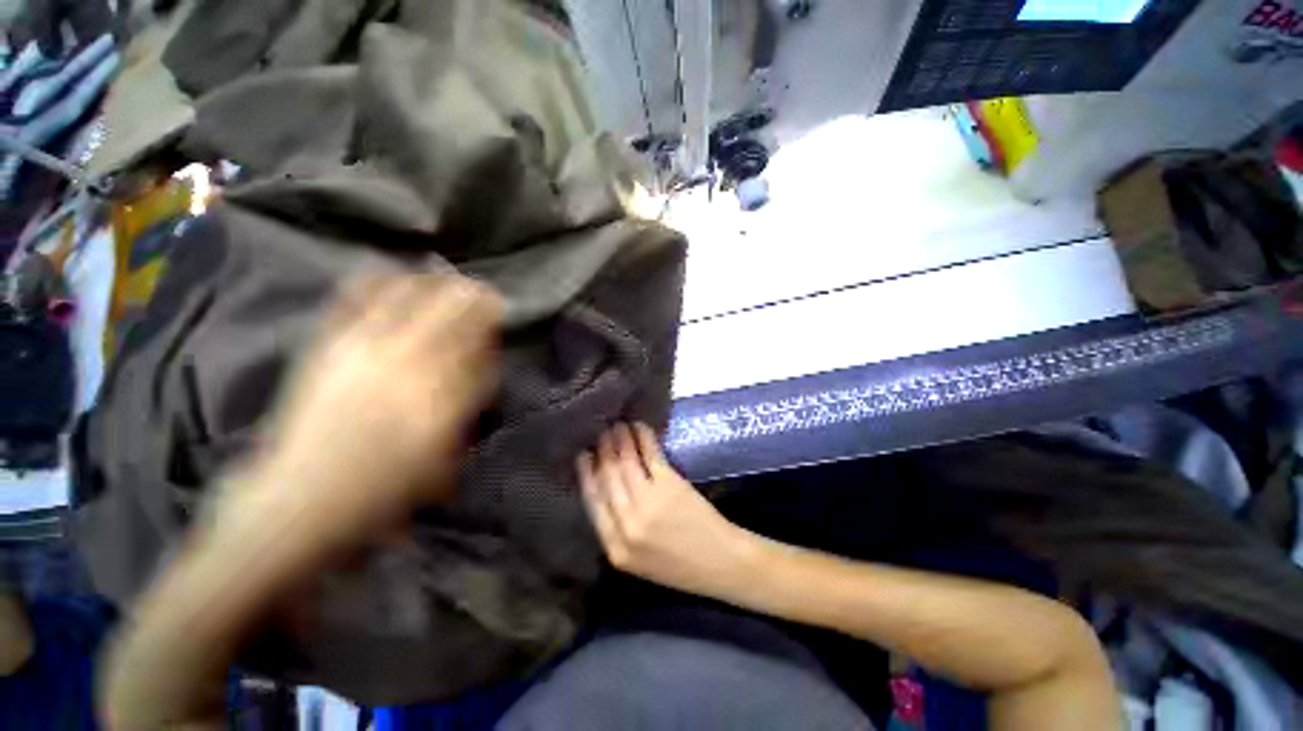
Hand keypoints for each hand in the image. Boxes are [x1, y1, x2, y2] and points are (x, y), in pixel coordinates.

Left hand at [248, 272, 503, 542]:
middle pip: (451, 315)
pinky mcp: (328, 347)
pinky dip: (376, 282)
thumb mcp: (446, 458)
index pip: (479, 348)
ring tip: (446, 277)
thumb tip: (481, 368)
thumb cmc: (385, 488)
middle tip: (485, 291)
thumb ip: (469, 408)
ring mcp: (365, 351)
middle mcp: (409, 365)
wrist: (303, 497)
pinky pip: (354, 301)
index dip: (492, 330)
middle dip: (474, 298)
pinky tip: (391, 273)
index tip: (500, 319)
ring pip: (409, 299)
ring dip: (434, 284)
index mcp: (442, 397)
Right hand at [577, 423, 755, 598]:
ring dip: (620, 440)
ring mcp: (648, 503)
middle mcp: (627, 524)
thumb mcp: (637, 560)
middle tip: (600, 431)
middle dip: (602, 451)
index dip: (586, 474)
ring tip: (617, 425)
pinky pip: (649, 455)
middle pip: (607, 478)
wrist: (720, 564)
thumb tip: (602, 487)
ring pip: (625, 463)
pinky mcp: (669, 486)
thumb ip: (616, 529)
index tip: (583, 454)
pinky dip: (642, 438)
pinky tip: (639, 427)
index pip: (592, 502)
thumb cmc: (679, 565)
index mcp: (615, 547)